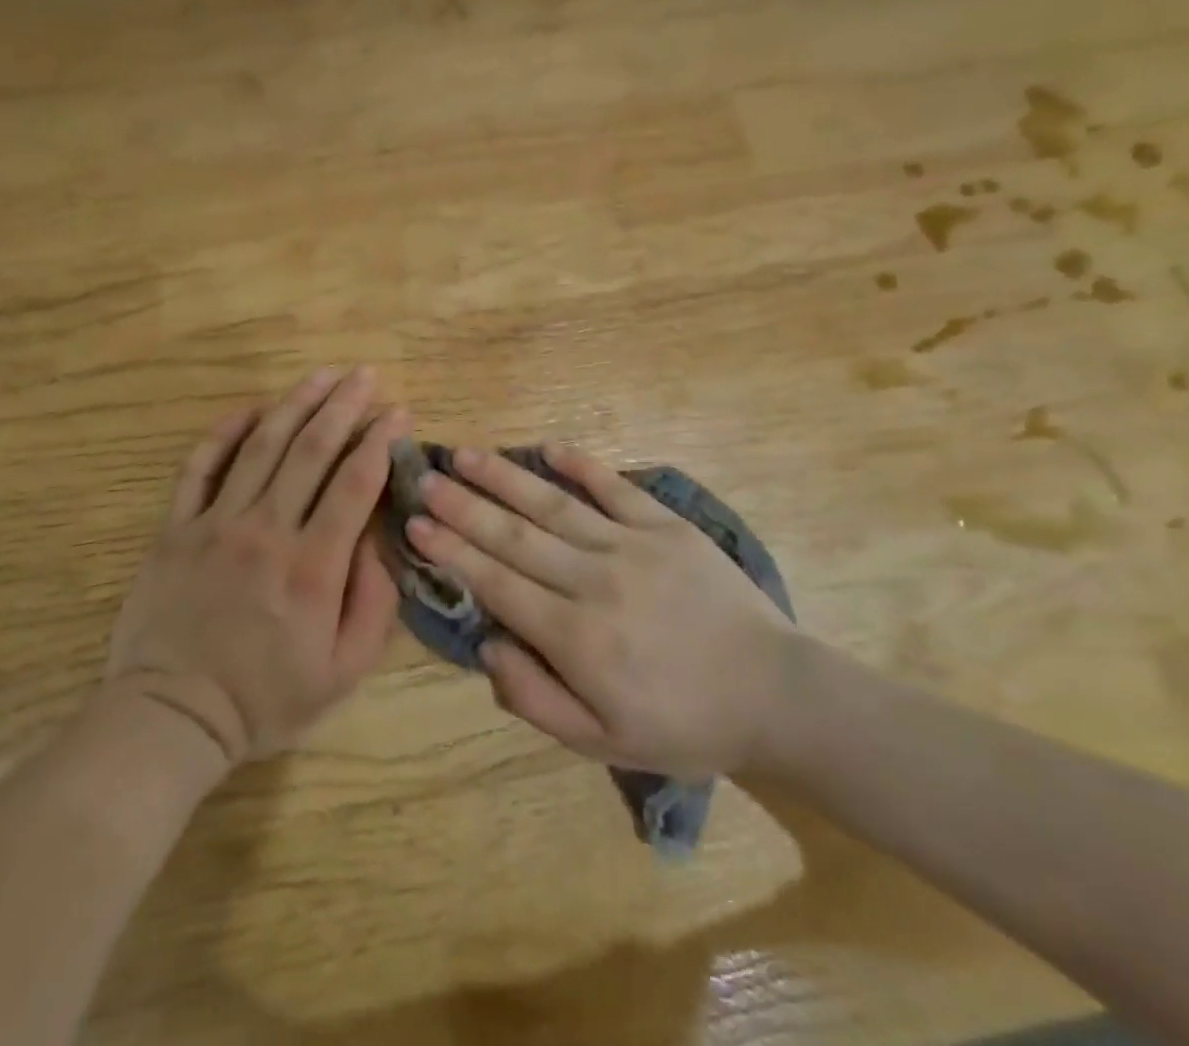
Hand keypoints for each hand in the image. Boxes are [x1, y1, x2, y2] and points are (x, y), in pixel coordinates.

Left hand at [104, 368, 404, 768]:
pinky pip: (201, 465)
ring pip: (261, 445)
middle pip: (312, 449)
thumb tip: (382, 537)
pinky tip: (252, 409)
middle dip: (344, 405)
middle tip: (366, 375)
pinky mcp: (176, 528)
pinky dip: (227, 431)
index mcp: (313, 566)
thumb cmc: (266, 697)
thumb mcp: (344, 669)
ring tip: (323, 375)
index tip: (398, 412)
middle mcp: (267, 530)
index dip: (381, 440)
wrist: (172, 715)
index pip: (355, 482)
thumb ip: (374, 601)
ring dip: (296, 403)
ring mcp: (216, 523)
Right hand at [406, 446, 794, 778]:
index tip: (415, 522)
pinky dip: (581, 466)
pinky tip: (548, 447)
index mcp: (575, 636)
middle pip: (514, 535)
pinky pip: (615, 487)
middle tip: (425, 477)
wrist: (773, 693)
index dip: (452, 551)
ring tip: (466, 454)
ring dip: (505, 478)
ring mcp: (631, 545)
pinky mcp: (666, 525)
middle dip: (463, 505)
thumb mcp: (603, 741)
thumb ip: (536, 698)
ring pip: (554, 504)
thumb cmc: (682, 723)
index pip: (497, 582)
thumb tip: (488, 646)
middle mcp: (593, 579)